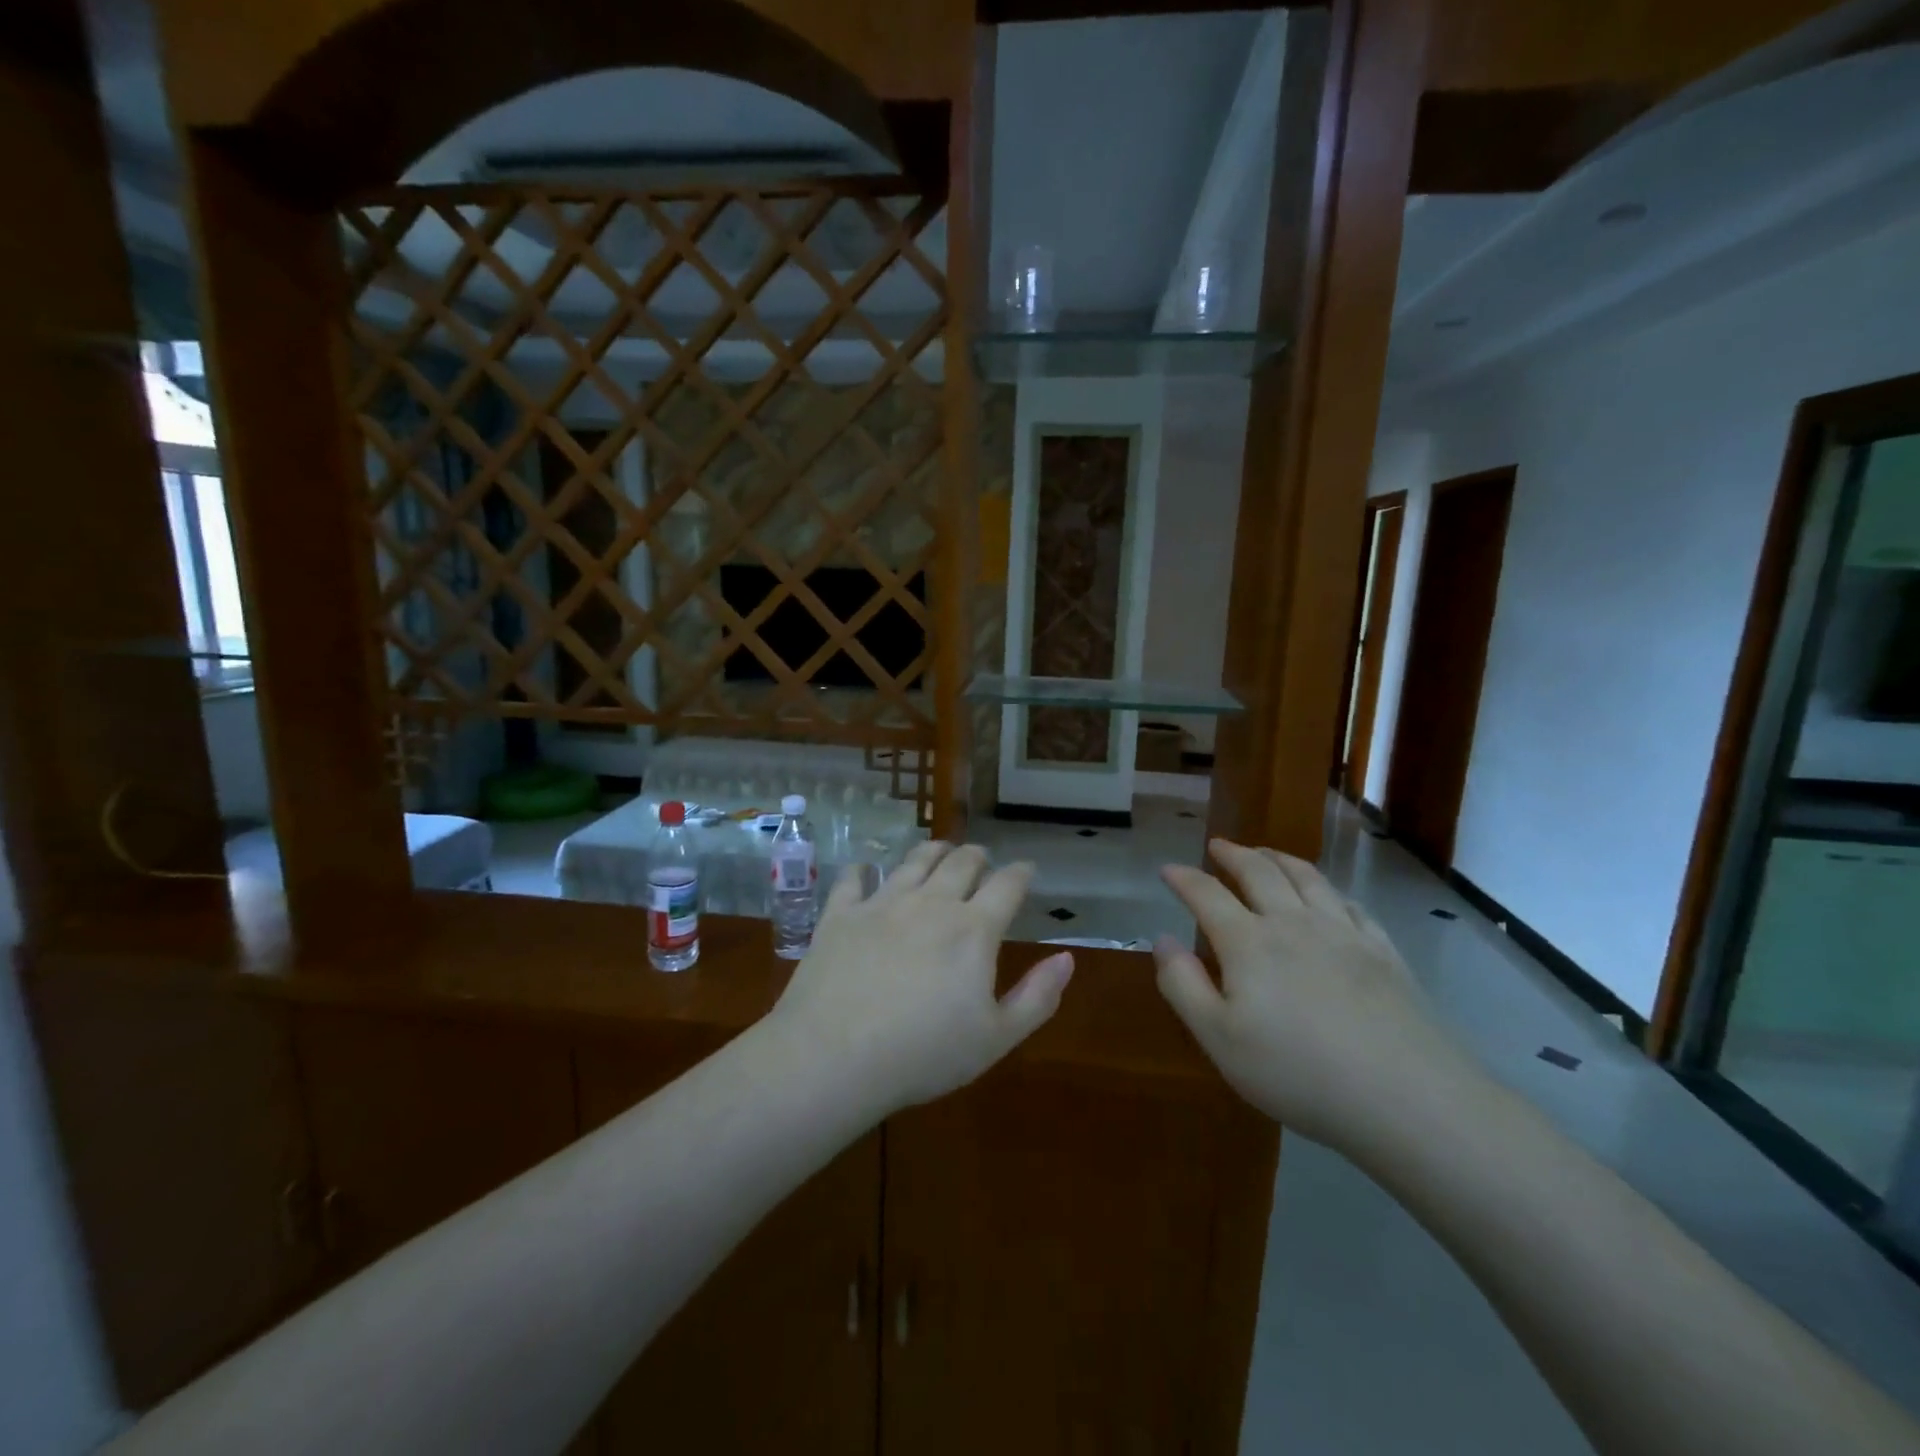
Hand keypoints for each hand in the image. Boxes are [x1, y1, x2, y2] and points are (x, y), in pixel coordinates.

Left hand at [768, 841, 1073, 1113]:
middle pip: (960, 863)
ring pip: (913, 861)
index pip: (1006, 885)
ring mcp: (882, 904)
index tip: (1026, 869)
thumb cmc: (923, 1054)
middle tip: (982, 858)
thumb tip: (1067, 958)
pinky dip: (864, 870)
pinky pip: (854, 879)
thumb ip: (1037, 997)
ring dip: (932, 851)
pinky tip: (866, 869)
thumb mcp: (995, 1038)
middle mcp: (930, 903)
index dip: (1020, 873)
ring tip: (940, 849)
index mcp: (973, 929)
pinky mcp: (840, 914)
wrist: (834, 1056)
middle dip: (977, 857)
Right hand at [1154, 840, 1456, 1148]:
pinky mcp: (1383, 952)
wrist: (1407, 1097)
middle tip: (1218, 846)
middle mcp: (1293, 924)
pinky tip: (1328, 896)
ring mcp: (1343, 933)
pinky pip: (1350, 905)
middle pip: (1259, 873)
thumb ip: (1183, 985)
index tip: (1168, 869)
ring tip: (1266, 853)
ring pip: (1306, 878)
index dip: (1184, 878)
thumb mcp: (1219, 1038)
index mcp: (1248, 942)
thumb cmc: (1297, 1072)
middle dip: (1233, 855)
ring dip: (1279, 859)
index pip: (1207, 895)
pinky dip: (1328, 890)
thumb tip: (1162, 939)